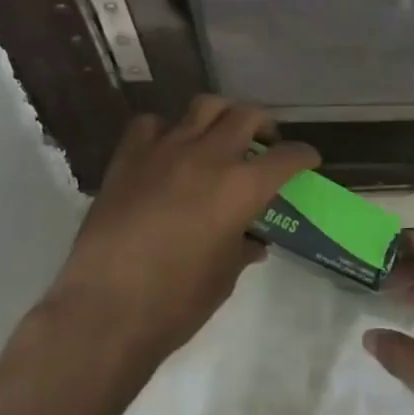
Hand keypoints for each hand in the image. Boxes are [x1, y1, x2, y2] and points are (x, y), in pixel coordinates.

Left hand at [49, 97, 317, 369]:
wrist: (106, 309)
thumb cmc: (176, 302)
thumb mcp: (224, 276)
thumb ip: (242, 247)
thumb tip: (252, 241)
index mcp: (242, 187)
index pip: (287, 157)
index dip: (304, 156)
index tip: (307, 160)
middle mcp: (208, 156)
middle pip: (247, 115)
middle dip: (264, 125)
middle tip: (264, 144)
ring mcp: (165, 149)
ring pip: (203, 106)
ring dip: (221, 116)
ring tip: (220, 136)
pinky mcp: (129, 156)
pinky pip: (152, 124)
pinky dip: (166, 130)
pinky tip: (167, 150)